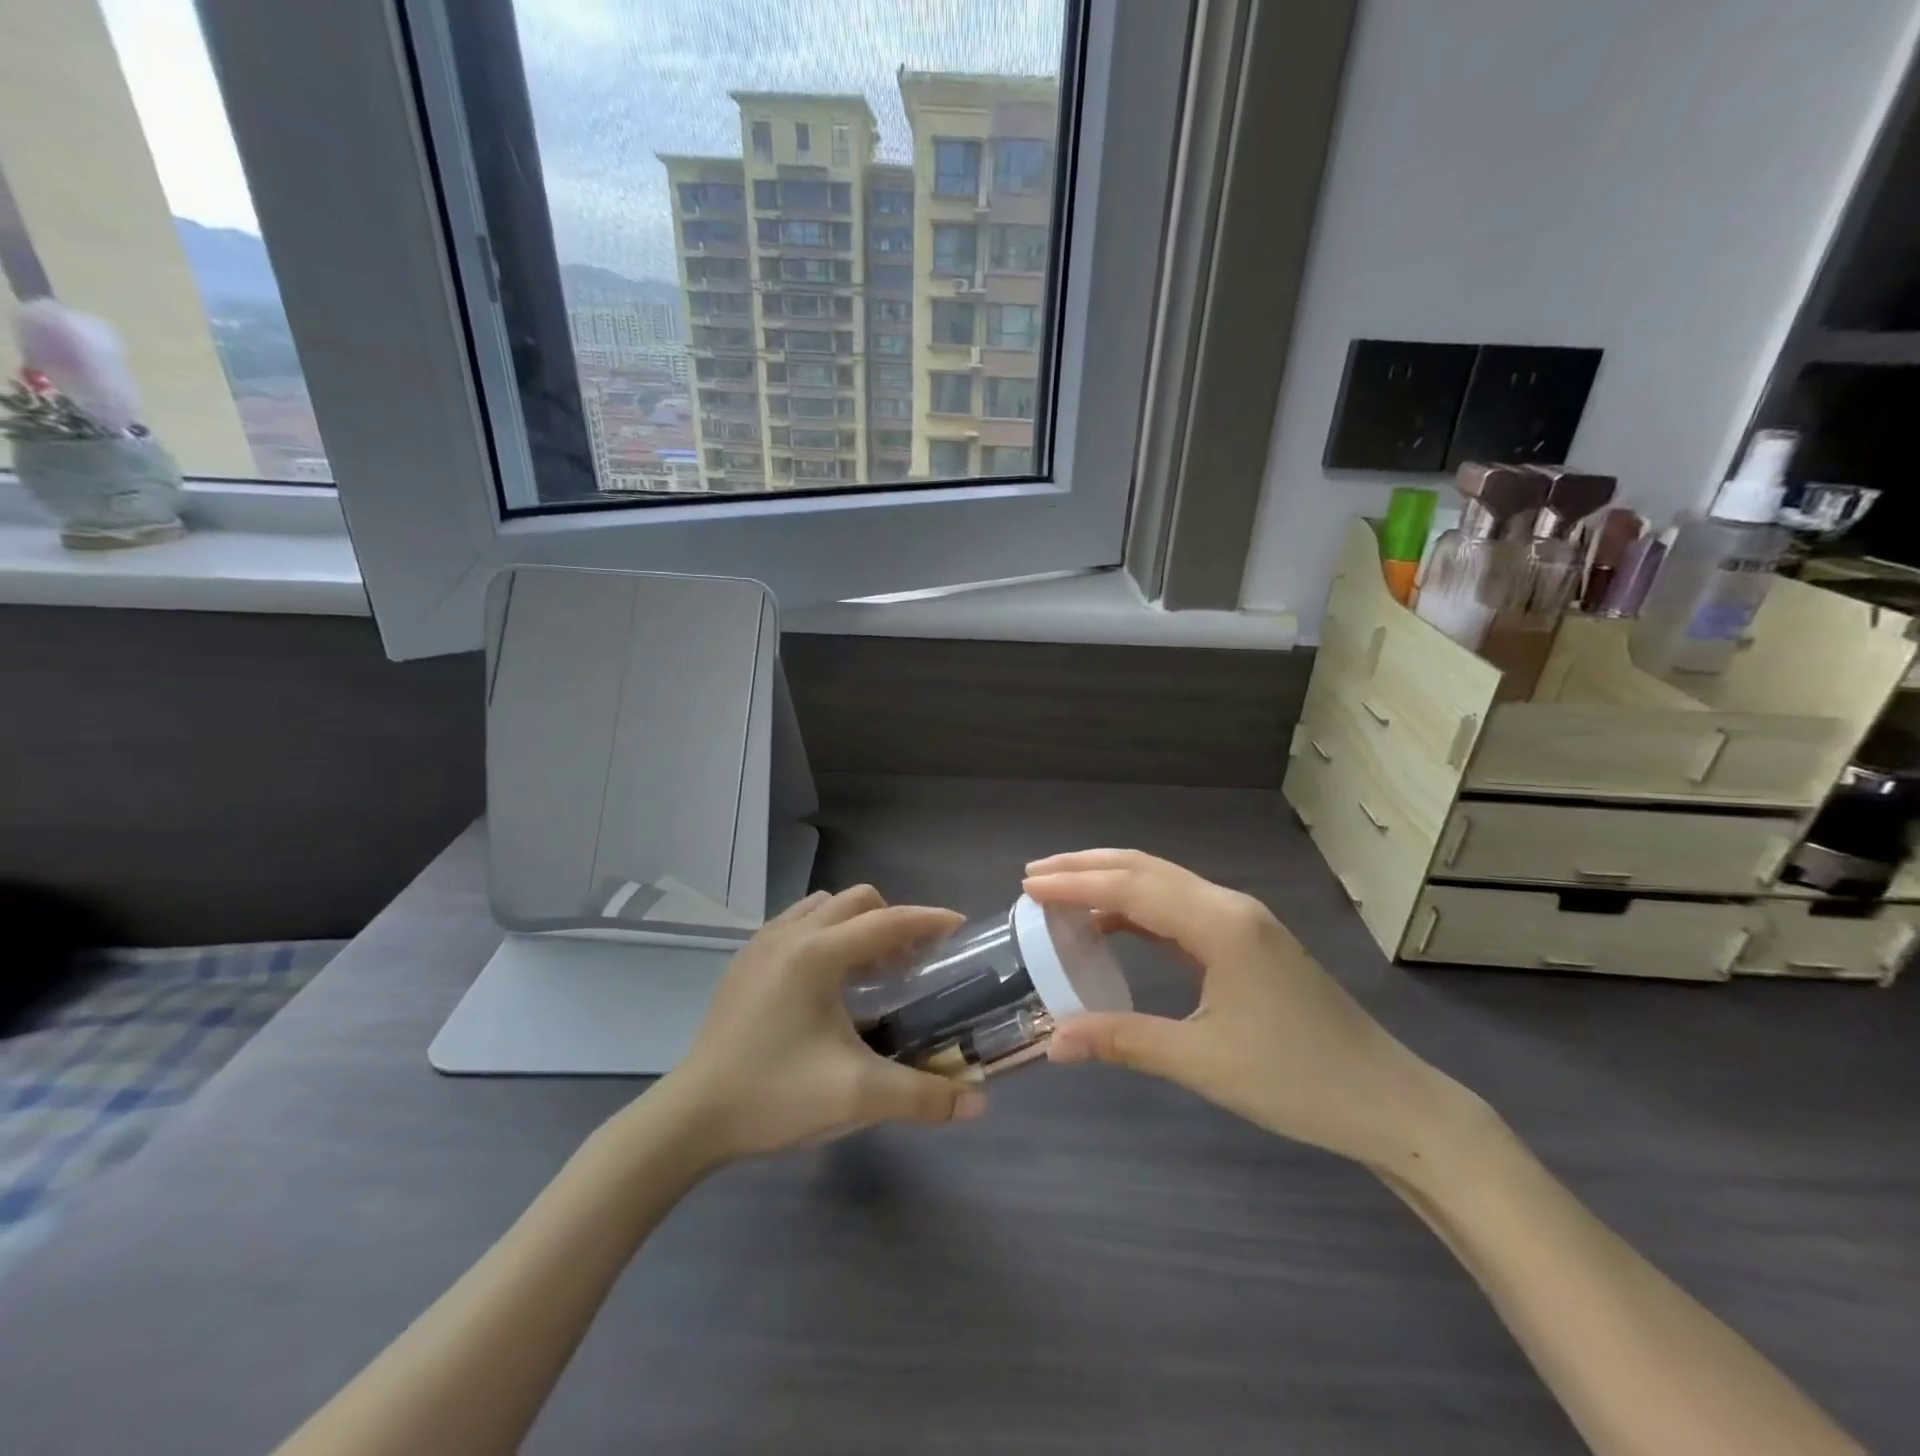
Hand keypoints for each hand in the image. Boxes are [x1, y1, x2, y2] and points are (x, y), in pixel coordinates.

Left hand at [660, 886, 985, 1161]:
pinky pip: (798, 923)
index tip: (960, 928)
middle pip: (857, 900)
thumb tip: (978, 1104)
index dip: (928, 921)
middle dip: (892, 919)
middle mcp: (790, 934)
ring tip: (870, 969)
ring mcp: (761, 943)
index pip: (887, 921)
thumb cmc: (774, 1096)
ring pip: (823, 906)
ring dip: (856, 923)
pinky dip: (826, 933)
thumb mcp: (855, 1097)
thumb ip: (922, 1097)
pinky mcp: (744, 961)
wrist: (690, 1118)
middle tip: (912, 961)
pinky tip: (827, 983)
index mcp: (817, 954)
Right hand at [1023, 850, 1464, 1171]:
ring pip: (1164, 884)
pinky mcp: (1247, 942)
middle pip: (1146, 869)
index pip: (1132, 886)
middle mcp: (1229, 907)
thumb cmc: (1295, 1080)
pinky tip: (1113, 924)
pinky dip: (1138, 908)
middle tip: (1035, 875)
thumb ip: (1123, 1041)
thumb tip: (1053, 1044)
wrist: (1387, 1101)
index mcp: (1220, 924)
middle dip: (1087, 867)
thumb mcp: (1201, 1061)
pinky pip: (1180, 909)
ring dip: (1112, 882)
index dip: (1076, 883)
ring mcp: (1242, 922)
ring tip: (1062, 892)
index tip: (1028, 885)